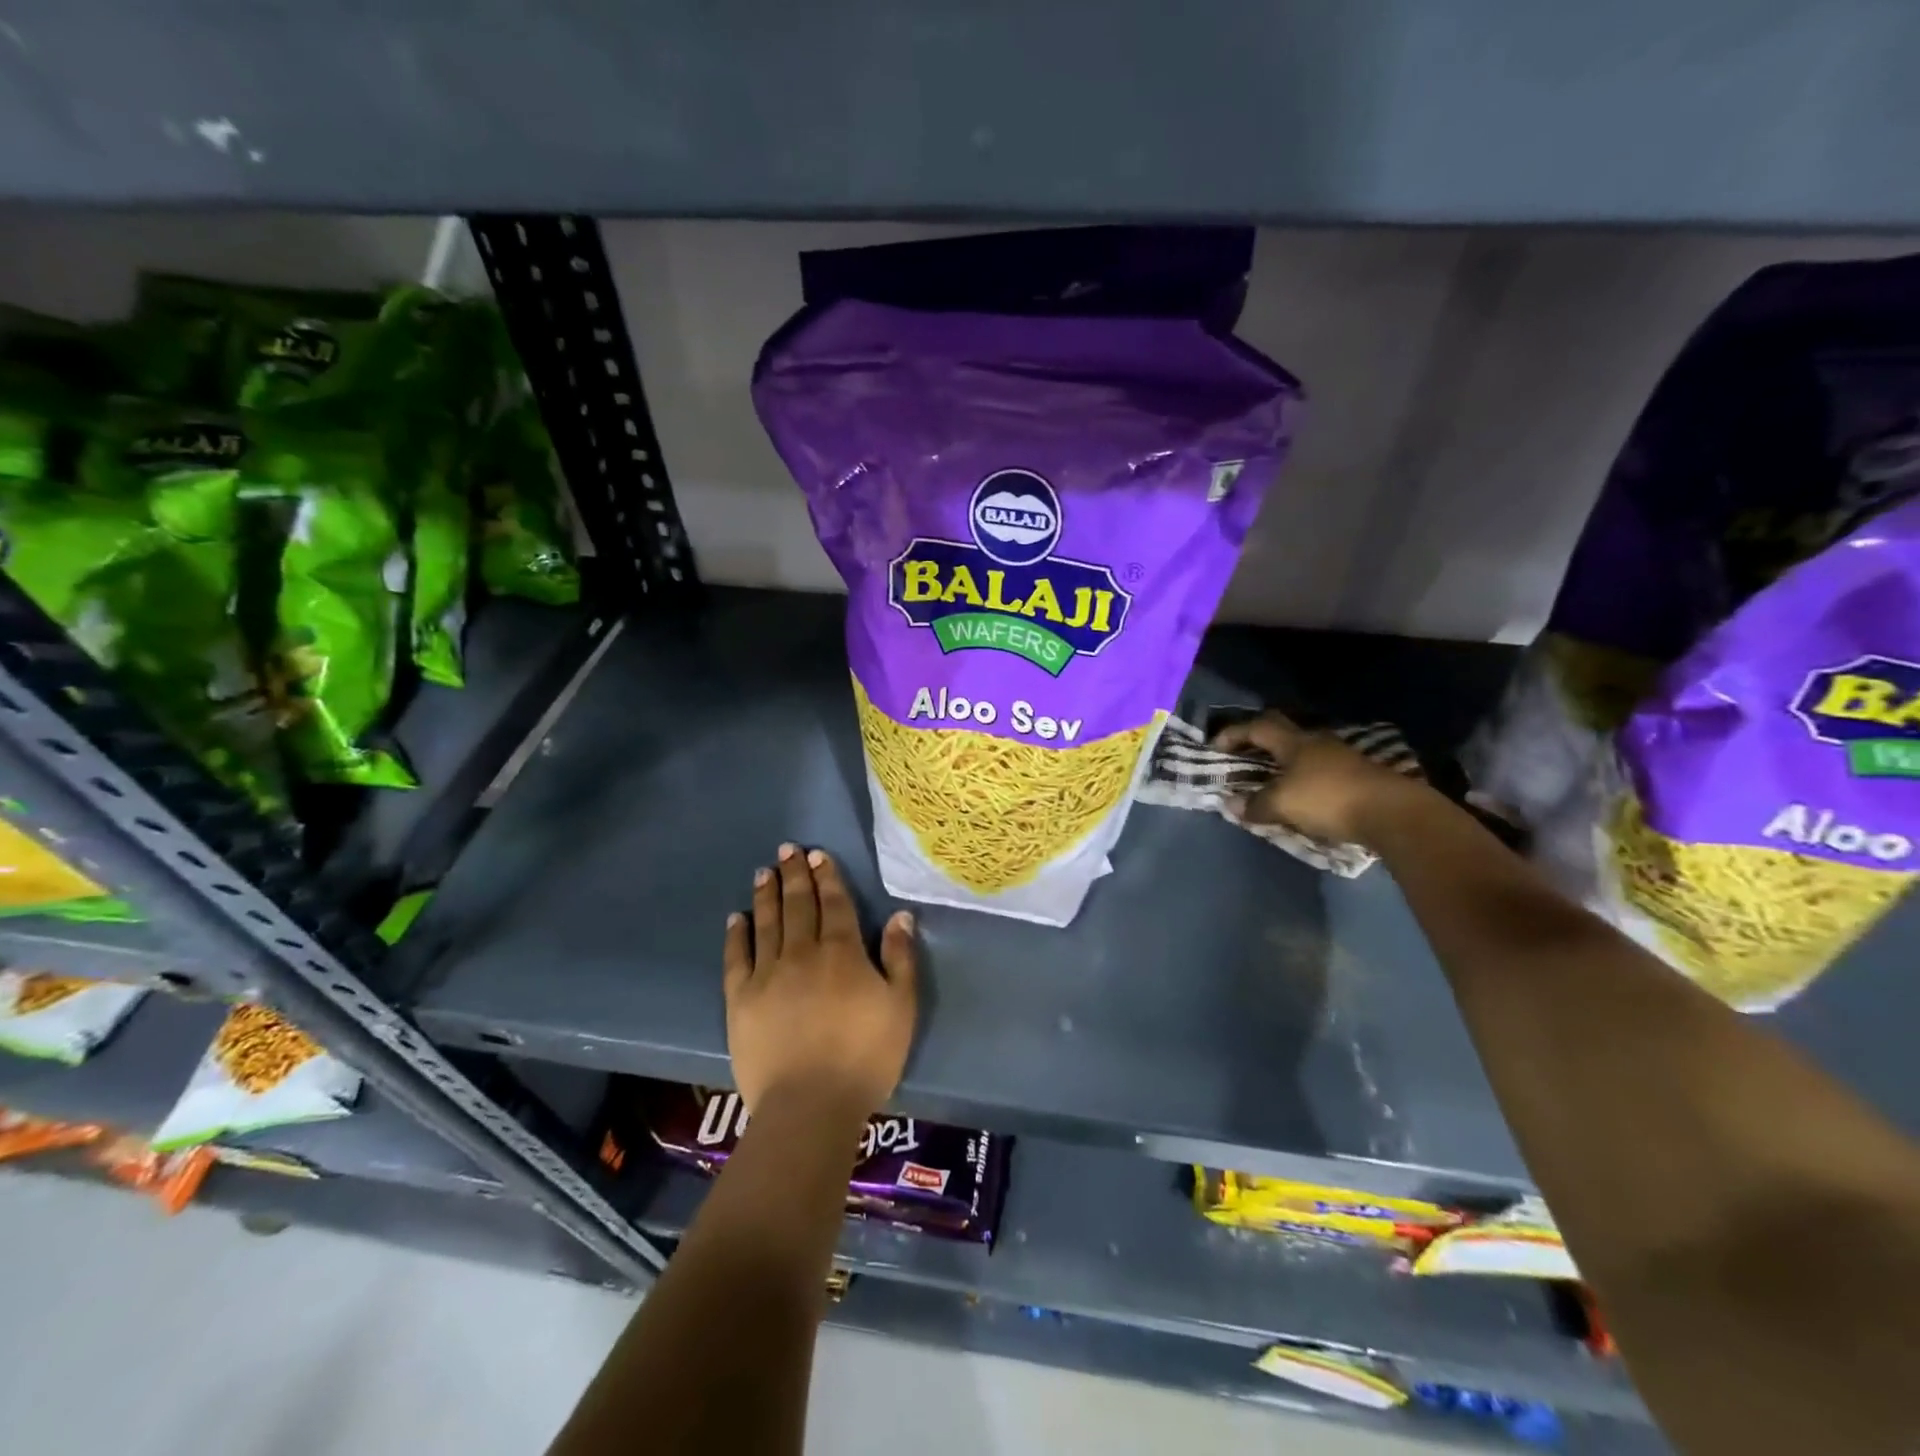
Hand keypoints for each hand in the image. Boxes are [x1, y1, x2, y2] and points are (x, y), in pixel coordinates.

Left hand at [723, 843, 917, 1119]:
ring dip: (766, 895)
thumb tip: (900, 915)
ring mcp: (767, 974)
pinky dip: (736, 935)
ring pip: (766, 923)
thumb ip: (900, 958)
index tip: (817, 855)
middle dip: (794, 875)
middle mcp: (802, 952)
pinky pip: (736, 957)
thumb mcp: (901, 1006)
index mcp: (842, 952)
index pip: (834, 903)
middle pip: (798, 905)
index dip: (827, 877)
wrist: (810, 1105)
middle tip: (787, 849)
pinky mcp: (740, 999)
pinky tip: (736, 918)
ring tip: (764, 872)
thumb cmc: (865, 1056)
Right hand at [1211, 712, 1418, 844]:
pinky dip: (1304, 777)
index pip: (1257, 728)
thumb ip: (1255, 805)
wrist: (1392, 813)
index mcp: (1294, 742)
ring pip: (1304, 751)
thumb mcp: (1282, 805)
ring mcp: (1341, 757)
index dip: (1234, 734)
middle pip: (1282, 733)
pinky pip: (1321, 769)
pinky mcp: (1358, 775)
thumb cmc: (1328, 799)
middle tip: (1244, 756)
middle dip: (1260, 741)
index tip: (1216, 746)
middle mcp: (1317, 742)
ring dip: (1284, 761)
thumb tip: (1231, 805)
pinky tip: (1302, 794)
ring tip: (1271, 779)